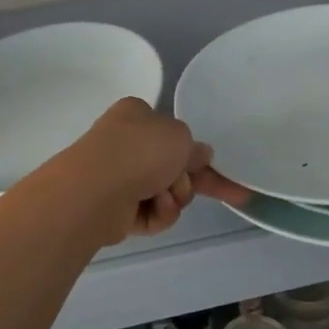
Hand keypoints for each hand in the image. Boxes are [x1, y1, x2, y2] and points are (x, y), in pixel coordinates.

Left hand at [70, 98, 250, 238]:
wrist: (98, 189)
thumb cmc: (141, 150)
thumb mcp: (181, 137)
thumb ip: (195, 148)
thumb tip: (200, 155)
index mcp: (137, 115)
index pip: (171, 132)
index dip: (194, 151)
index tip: (215, 167)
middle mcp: (126, 143)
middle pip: (172, 166)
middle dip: (190, 181)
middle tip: (229, 195)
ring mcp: (118, 176)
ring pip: (165, 192)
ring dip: (175, 197)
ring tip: (165, 197)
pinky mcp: (116, 209)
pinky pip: (151, 213)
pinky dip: (159, 214)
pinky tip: (155, 209)